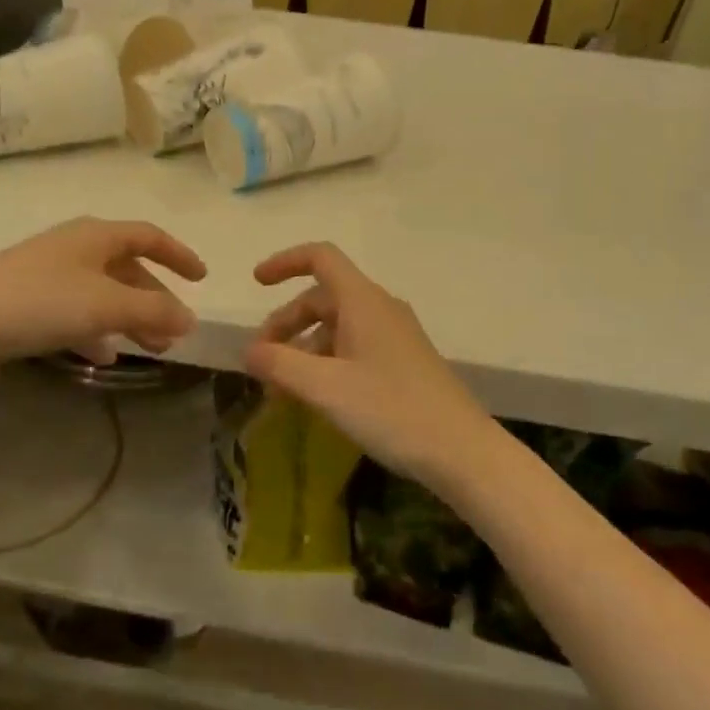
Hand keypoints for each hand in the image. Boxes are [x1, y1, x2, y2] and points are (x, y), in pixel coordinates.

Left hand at [0, 218, 207, 384]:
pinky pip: (77, 313)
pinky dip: (97, 331)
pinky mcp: (28, 302)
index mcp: (96, 236)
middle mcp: (75, 248)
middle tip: (175, 332)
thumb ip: (153, 311)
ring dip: (130, 319)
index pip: (150, 236)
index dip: (179, 255)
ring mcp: (49, 275)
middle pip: (128, 269)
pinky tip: (104, 356)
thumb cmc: (38, 302)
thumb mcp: (105, 305)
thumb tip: (191, 318)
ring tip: (150, 349)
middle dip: (155, 299)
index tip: (202, 279)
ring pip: (104, 294)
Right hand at [244, 242, 506, 492]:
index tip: (256, 283)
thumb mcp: (325, 388)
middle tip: (261, 362)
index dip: (285, 262)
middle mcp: (380, 309)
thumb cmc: (391, 410)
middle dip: (286, 324)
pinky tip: (316, 398)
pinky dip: (326, 364)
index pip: (321, 258)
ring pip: (337, 327)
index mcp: (363, 301)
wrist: (461, 451)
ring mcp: (395, 336)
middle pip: (322, 298)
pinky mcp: (403, 362)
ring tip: (282, 392)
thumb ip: (280, 365)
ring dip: (304, 350)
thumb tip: (248, 351)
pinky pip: (354, 348)